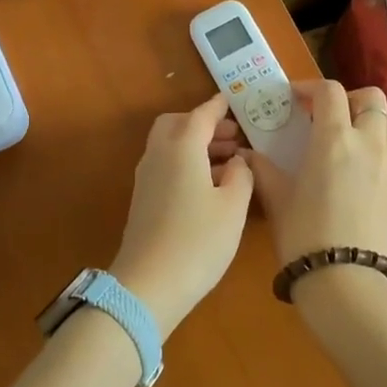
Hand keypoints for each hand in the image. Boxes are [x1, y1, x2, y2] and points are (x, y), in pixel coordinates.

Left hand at [109, 94, 255, 335]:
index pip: (202, 114)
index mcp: (182, 147)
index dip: (220, 106)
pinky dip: (187, 163)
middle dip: (204, 125)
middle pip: (177, 124)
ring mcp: (146, 178)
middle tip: (234, 138)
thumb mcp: (233, 207)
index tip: (235, 101)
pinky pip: (167, 166)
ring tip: (231, 162)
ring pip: (170, 146)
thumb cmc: (198, 241)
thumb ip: (242, 175)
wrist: (148, 285)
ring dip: (197, 145)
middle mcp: (159, 155)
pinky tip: (211, 186)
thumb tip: (238, 160)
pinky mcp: (144, 199)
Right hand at [244, 82, 386, 267]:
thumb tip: (247, 155)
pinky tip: (356, 168)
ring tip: (346, 137)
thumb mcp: (277, 200)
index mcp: (334, 139)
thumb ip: (263, 170)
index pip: (329, 92)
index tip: (293, 100)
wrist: (348, 281)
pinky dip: (378, 145)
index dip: (309, 88)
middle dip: (348, 98)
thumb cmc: (304, 236)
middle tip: (325, 116)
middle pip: (372, 98)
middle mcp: (368, 143)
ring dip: (370, 118)